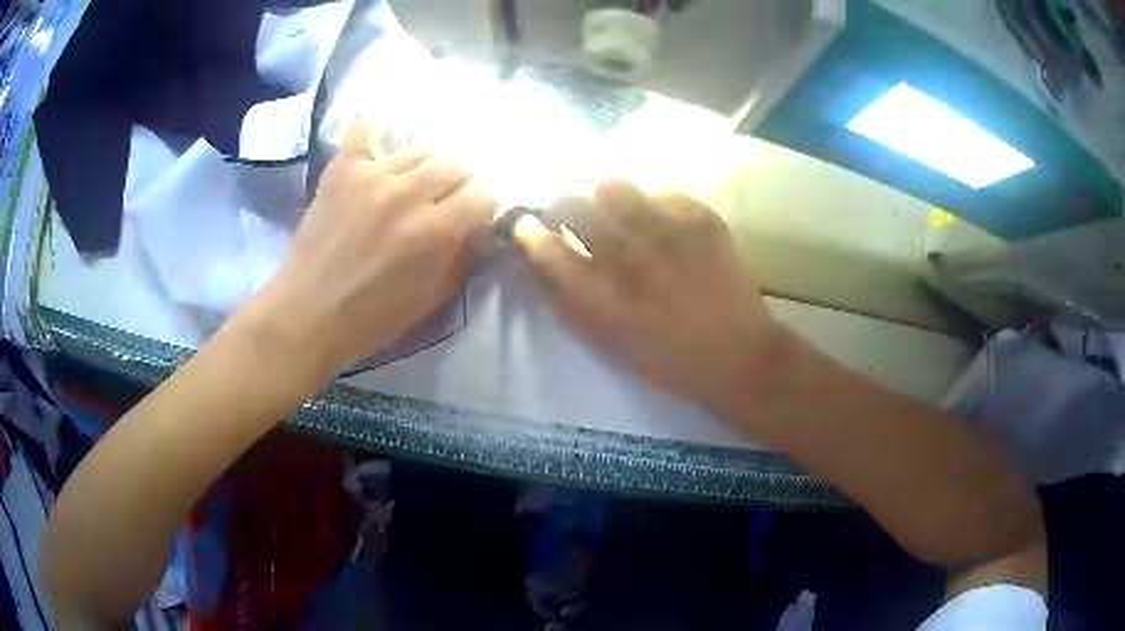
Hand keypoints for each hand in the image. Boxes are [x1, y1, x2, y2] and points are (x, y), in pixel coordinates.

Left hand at [251, 118, 496, 378]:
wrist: (308, 312)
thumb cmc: (373, 317)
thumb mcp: (433, 298)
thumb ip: (463, 256)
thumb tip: (479, 226)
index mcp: (435, 231)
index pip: (484, 193)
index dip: (483, 206)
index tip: (473, 216)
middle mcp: (408, 193)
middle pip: (458, 163)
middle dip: (462, 182)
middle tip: (448, 198)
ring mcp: (372, 174)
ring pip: (422, 148)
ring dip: (429, 165)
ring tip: (417, 181)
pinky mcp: (343, 168)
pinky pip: (367, 129)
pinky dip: (379, 133)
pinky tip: (383, 148)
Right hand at [512, 179, 783, 416]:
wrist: (738, 355)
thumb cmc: (667, 360)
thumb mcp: (607, 343)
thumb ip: (567, 302)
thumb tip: (538, 262)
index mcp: (600, 295)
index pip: (544, 247)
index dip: (529, 231)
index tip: (528, 225)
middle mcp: (628, 256)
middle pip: (572, 204)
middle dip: (562, 205)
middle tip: (572, 212)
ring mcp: (667, 231)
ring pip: (613, 186)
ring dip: (605, 197)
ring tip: (617, 209)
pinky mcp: (701, 218)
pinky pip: (662, 192)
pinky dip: (654, 205)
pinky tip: (663, 222)